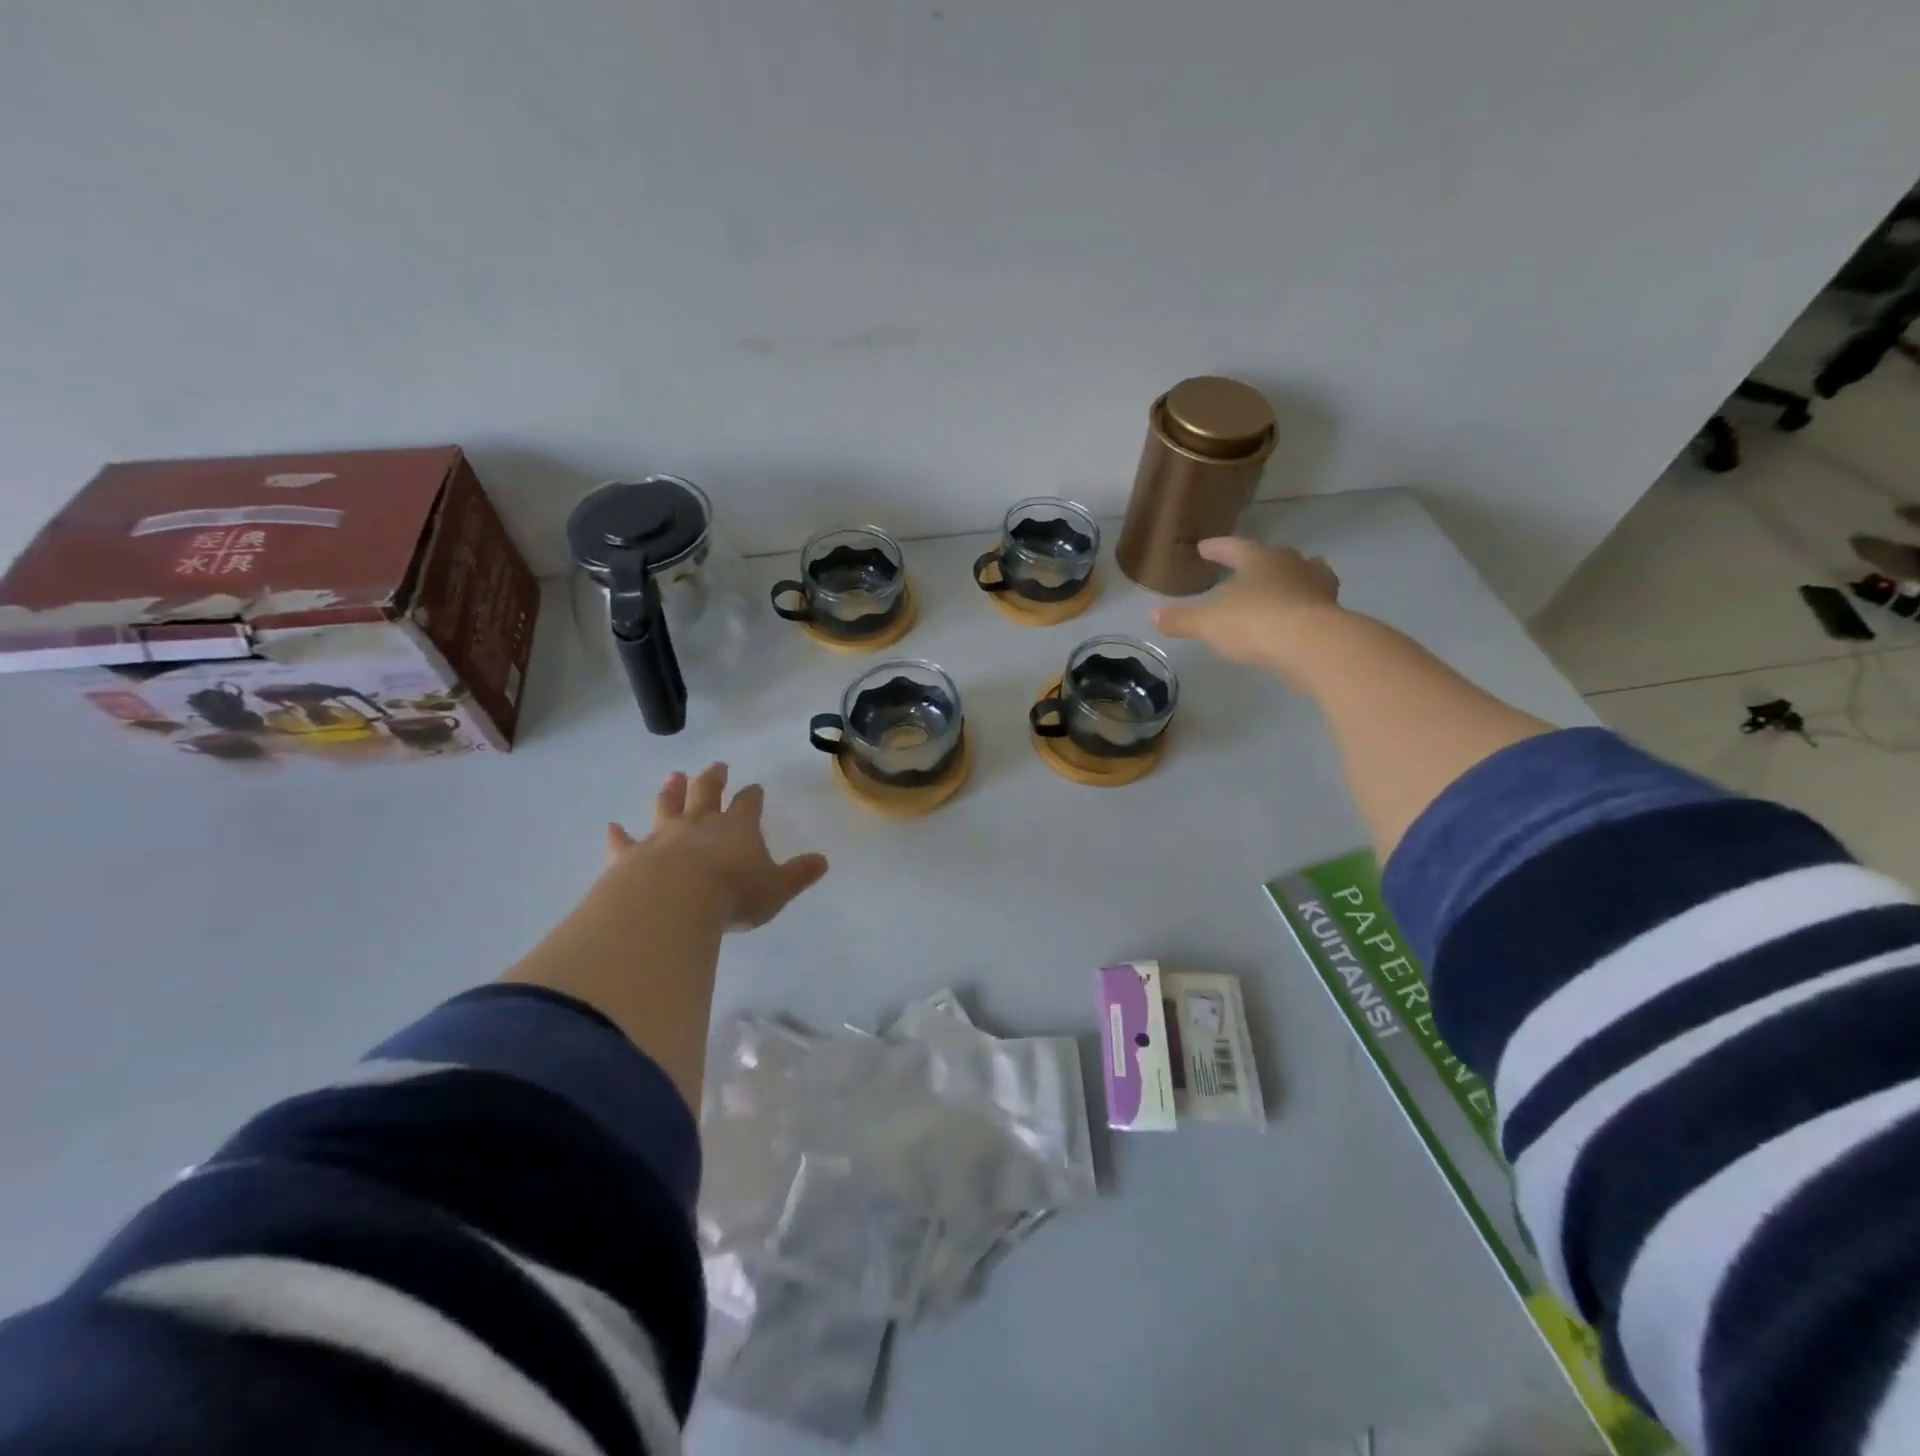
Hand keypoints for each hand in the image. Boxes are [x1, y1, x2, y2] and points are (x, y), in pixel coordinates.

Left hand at [605, 762, 828, 930]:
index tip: (754, 787)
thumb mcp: (776, 889)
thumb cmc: (733, 894)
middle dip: (714, 779)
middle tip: (717, 766)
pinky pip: (623, 842)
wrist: (672, 904)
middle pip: (707, 793)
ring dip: (671, 791)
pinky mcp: (630, 856)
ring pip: (667, 806)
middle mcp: (699, 824)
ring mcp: (662, 836)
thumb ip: (799, 874)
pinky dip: (617, 834)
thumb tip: (822, 861)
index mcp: (737, 828)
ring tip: (674, 776)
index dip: (752, 796)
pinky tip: (611, 826)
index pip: (748, 804)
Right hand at [1151, 537, 1342, 678]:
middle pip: (1274, 556)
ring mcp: (1317, 586)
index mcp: (1259, 560)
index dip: (1217, 548)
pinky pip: (1314, 603)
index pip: (1234, 547)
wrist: (1312, 645)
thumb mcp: (1209, 624)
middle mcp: (1291, 564)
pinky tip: (1296, 618)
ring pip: (1304, 574)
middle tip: (1248, 567)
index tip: (1204, 548)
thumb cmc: (1255, 623)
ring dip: (1291, 579)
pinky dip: (1304, 606)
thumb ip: (1182, 620)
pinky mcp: (1332, 612)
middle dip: (1260, 561)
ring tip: (1281, 588)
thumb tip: (1153, 615)